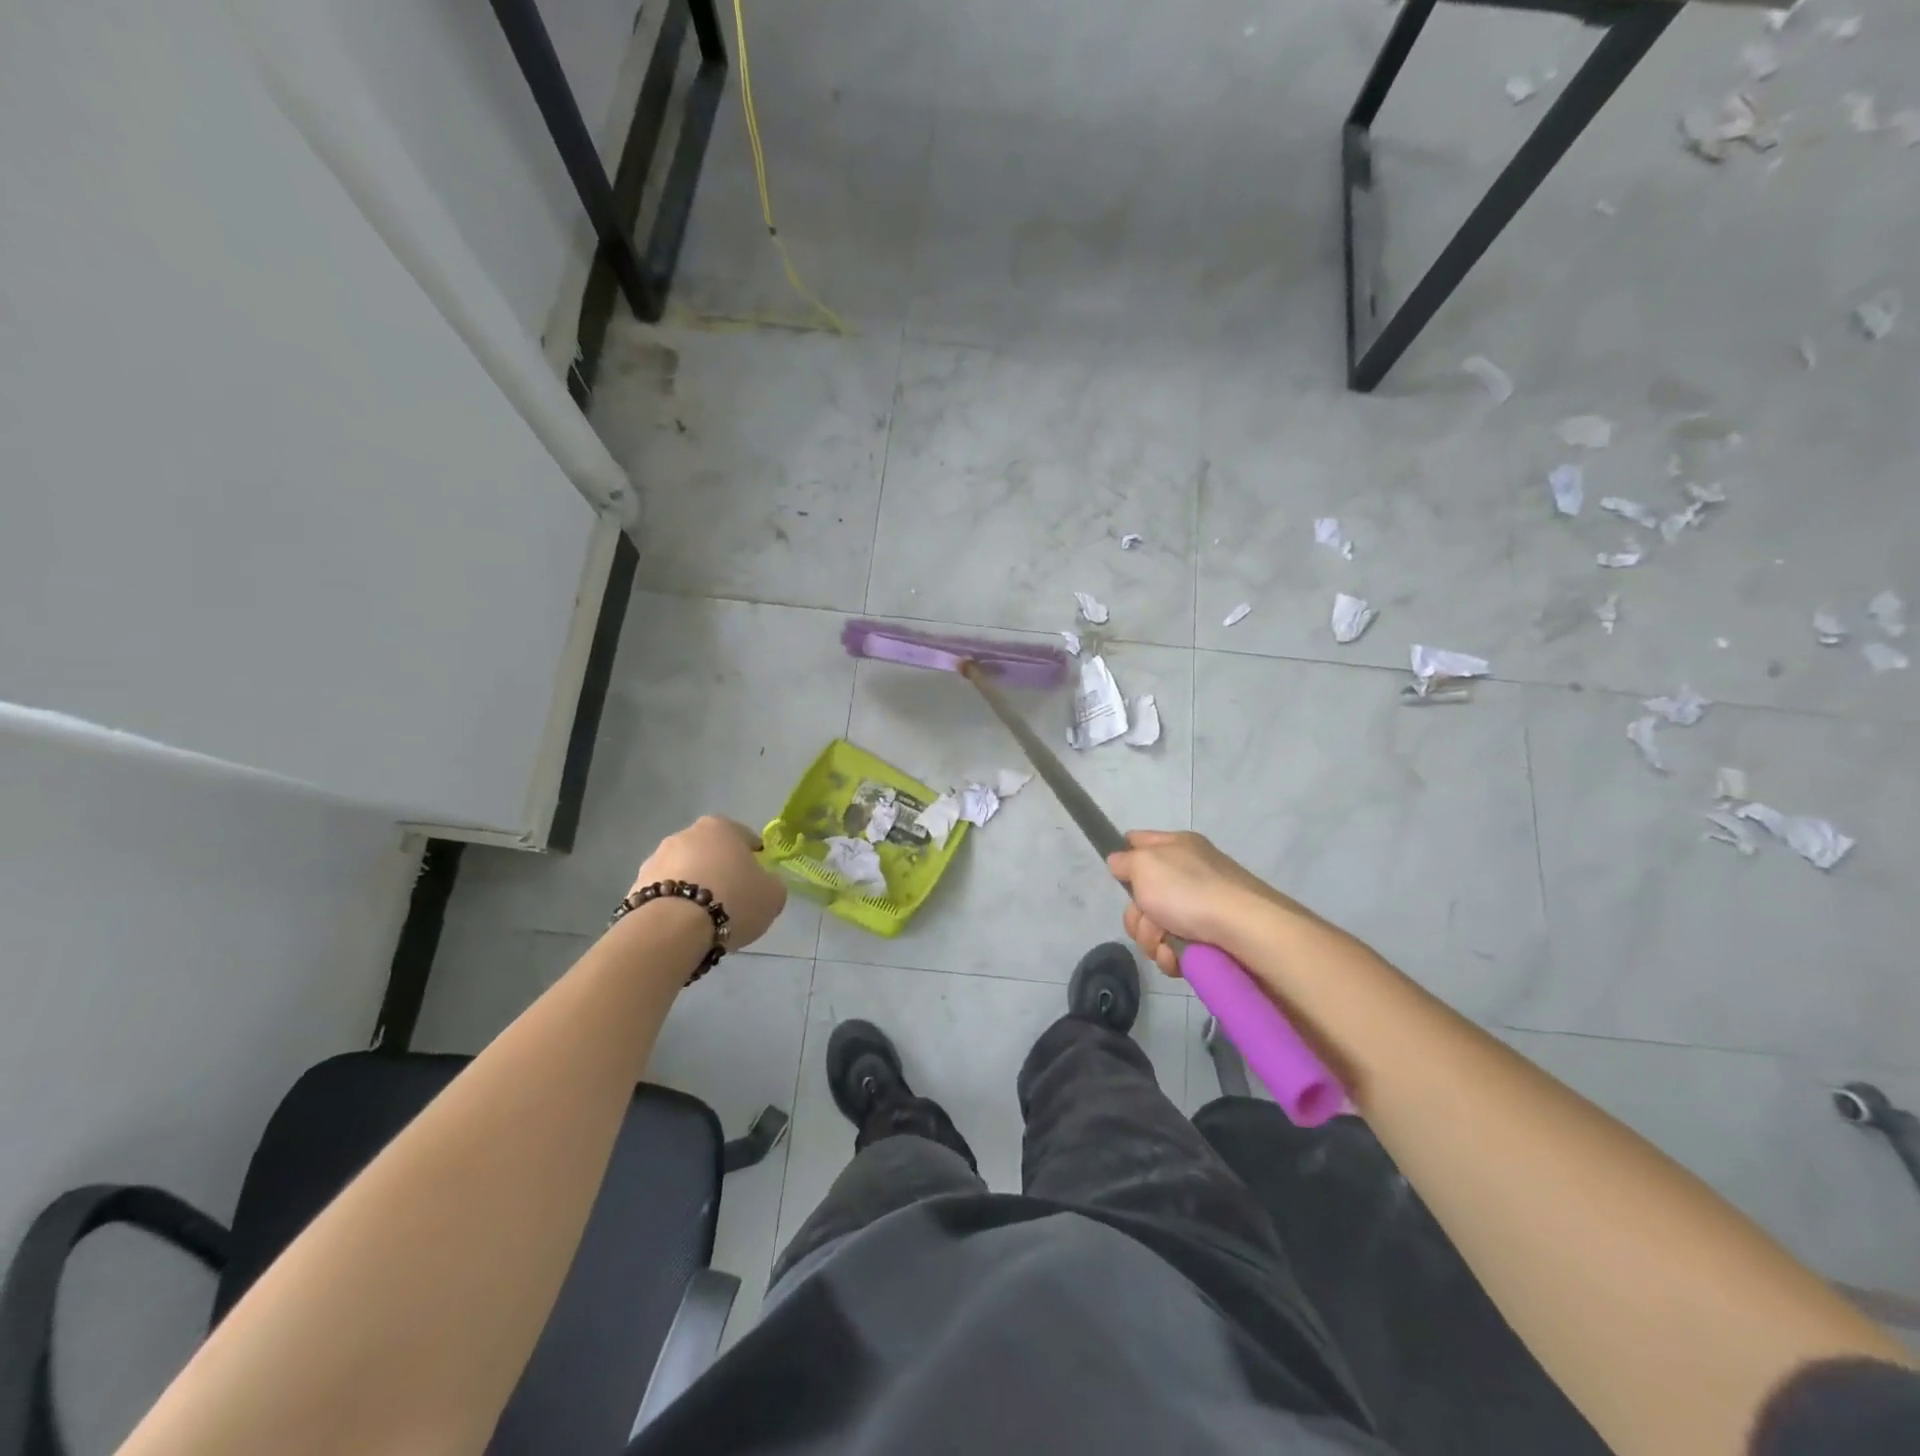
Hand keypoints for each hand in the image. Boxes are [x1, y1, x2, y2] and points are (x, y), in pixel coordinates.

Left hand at [631, 816, 785, 950]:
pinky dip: (673, 905)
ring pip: (684, 872)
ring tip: (704, 919)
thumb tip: (763, 884)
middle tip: (732, 899)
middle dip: (720, 870)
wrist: (673, 929)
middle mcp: (684, 834)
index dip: (754, 858)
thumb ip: (771, 883)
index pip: (744, 837)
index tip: (758, 880)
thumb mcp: (773, 894)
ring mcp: (655, 859)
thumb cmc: (732, 900)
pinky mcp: (634, 886)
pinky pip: (664, 894)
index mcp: (720, 826)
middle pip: (710, 852)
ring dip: (693, 887)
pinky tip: (682, 927)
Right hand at [1105, 830, 1297, 976]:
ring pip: (1154, 926)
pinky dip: (1171, 955)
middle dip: (1138, 915)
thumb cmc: (1190, 891)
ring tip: (1168, 944)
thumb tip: (1119, 862)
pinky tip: (1178, 959)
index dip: (1124, 857)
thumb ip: (1125, 861)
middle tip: (1149, 919)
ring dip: (1152, 939)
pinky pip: (1174, 948)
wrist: (1246, 932)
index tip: (1118, 876)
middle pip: (1142, 895)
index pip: (1138, 841)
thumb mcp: (1145, 864)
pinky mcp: (1209, 939)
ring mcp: (1200, 908)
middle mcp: (1189, 874)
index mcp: (1177, 847)